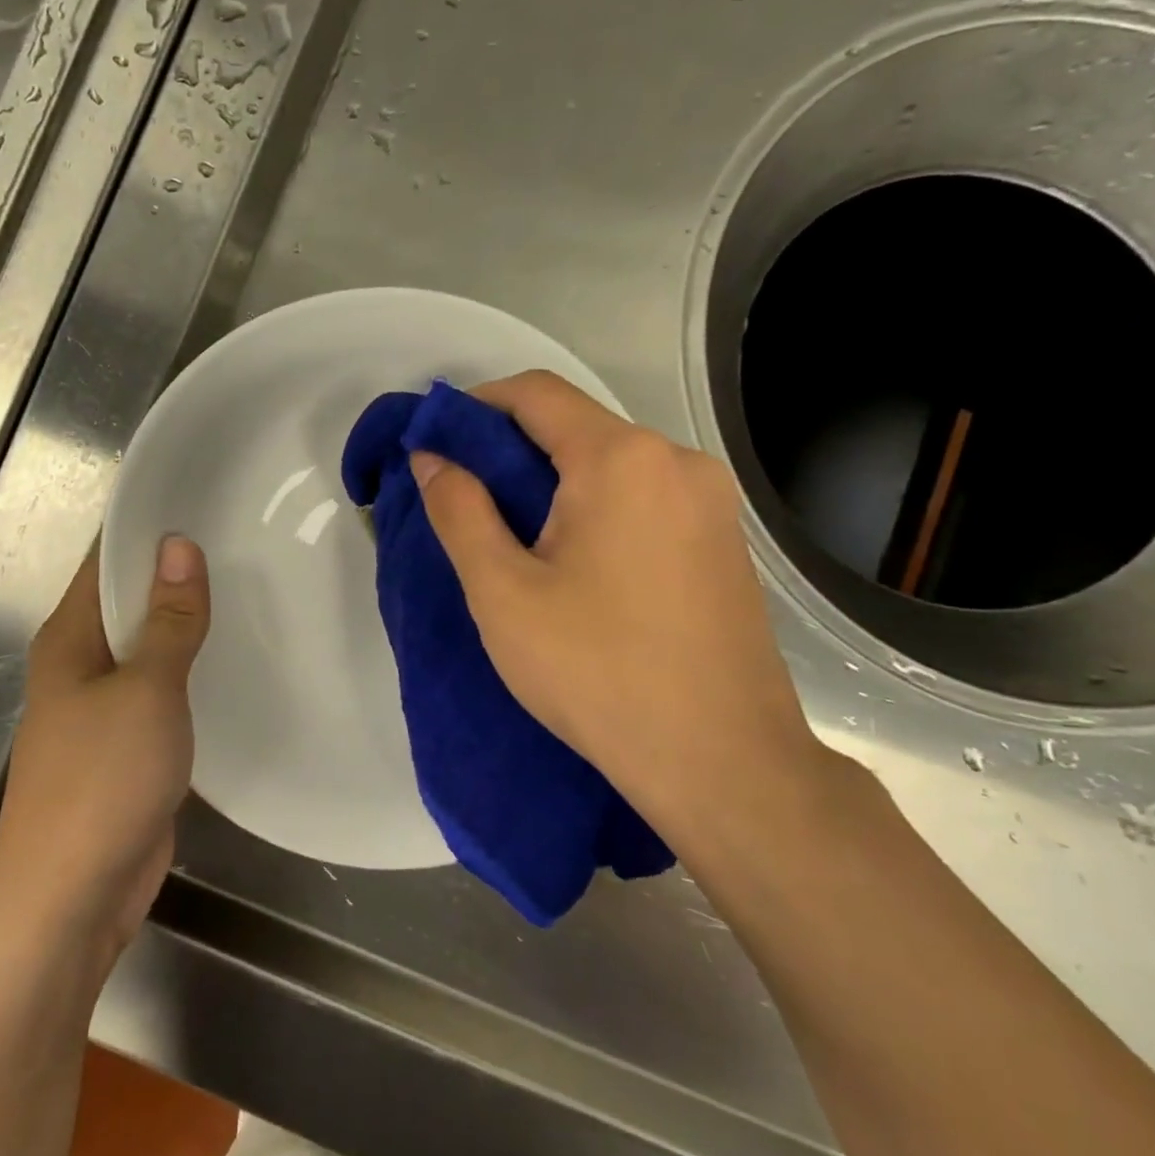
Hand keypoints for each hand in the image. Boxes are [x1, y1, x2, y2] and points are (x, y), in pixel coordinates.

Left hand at [0, 536, 209, 974]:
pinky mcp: (127, 744)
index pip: (106, 560)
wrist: (72, 898)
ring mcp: (103, 707)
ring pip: (148, 647)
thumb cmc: (101, 781)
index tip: (201, 497)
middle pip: (129, 601)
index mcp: (69, 638)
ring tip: (249, 587)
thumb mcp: (145, 690)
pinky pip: (161, 690)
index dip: (146, 527)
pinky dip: (189, 671)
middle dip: (176, 572)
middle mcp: (80, 663)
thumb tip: (177, 543)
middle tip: (243, 538)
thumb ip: (167, 620)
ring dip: (185, 623)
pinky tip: (232, 658)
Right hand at [408, 371, 819, 831]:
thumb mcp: (502, 591)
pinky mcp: (722, 541)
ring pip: (610, 464)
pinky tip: (574, 563)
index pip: (535, 394)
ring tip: (513, 540)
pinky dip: (594, 507)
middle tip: (465, 501)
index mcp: (621, 459)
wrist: (721, 761)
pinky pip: (643, 497)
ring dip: (552, 483)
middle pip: (575, 426)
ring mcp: (710, 502)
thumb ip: (460, 511)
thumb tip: (431, 458)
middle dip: (510, 451)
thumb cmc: (596, 671)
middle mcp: (677, 461)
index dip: (475, 407)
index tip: (435, 444)